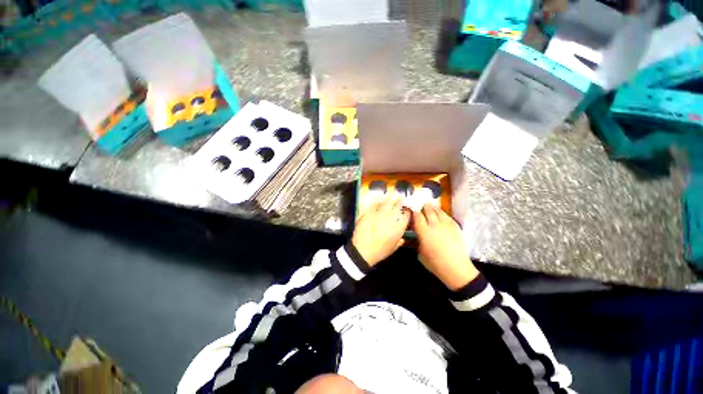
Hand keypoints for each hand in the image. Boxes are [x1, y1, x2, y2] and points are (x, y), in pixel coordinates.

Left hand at [352, 196, 410, 265]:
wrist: (363, 250)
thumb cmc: (380, 251)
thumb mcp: (393, 248)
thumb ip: (399, 241)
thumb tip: (402, 238)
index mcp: (399, 226)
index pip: (406, 214)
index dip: (407, 211)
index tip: (407, 209)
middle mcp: (391, 217)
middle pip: (398, 205)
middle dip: (400, 201)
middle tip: (400, 199)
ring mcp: (380, 213)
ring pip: (387, 202)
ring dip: (391, 199)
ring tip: (392, 197)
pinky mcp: (369, 211)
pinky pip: (375, 204)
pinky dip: (378, 202)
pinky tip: (379, 201)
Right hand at [413, 204, 478, 290]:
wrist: (456, 268)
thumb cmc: (435, 263)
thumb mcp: (420, 253)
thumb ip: (416, 241)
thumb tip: (415, 235)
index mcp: (423, 232)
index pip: (417, 216)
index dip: (414, 211)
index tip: (412, 210)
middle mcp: (434, 225)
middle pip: (428, 210)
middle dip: (423, 207)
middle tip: (421, 206)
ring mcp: (446, 225)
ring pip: (438, 211)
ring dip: (433, 209)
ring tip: (431, 208)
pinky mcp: (455, 227)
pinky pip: (447, 216)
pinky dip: (442, 214)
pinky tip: (441, 215)